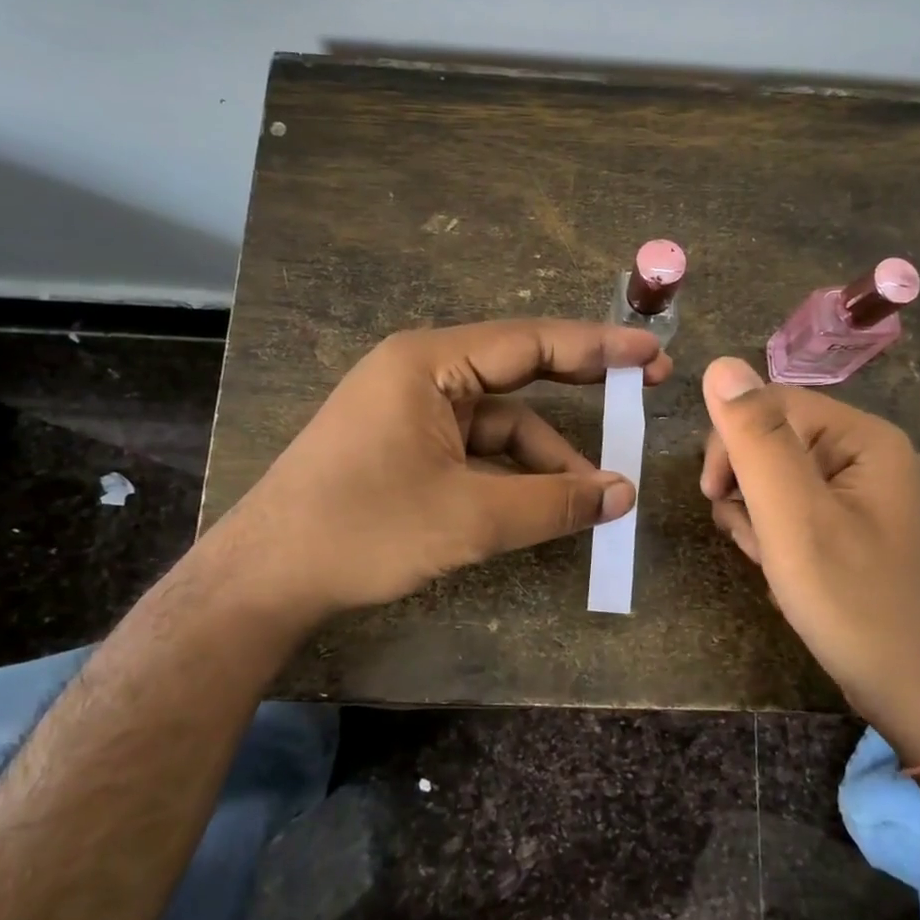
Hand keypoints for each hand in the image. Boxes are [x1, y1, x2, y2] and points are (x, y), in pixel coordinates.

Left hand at [205, 320, 671, 627]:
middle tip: (643, 390)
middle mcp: (422, 372)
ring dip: (546, 456)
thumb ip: (553, 502)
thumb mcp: (470, 517)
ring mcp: (412, 410)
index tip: (653, 356)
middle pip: (519, 372)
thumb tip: (623, 496)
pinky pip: (476, 448)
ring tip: (595, 496)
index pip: (531, 342)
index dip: (598, 349)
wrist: (266, 577)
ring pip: (500, 422)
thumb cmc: (364, 530)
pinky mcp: (407, 445)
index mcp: (430, 362)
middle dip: (581, 386)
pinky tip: (546, 504)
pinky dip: (513, 472)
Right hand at [699, 357, 919, 755]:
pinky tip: (789, 576)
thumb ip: (756, 439)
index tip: (714, 497)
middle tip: (756, 542)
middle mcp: (873, 457)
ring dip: (762, 520)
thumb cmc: (856, 604)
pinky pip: (803, 515)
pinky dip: (783, 541)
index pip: (772, 404)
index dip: (731, 444)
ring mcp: (871, 497)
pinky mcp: (863, 532)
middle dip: (749, 489)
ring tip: (775, 566)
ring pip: (783, 483)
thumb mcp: (794, 518)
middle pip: (777, 442)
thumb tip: (721, 365)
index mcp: (865, 439)